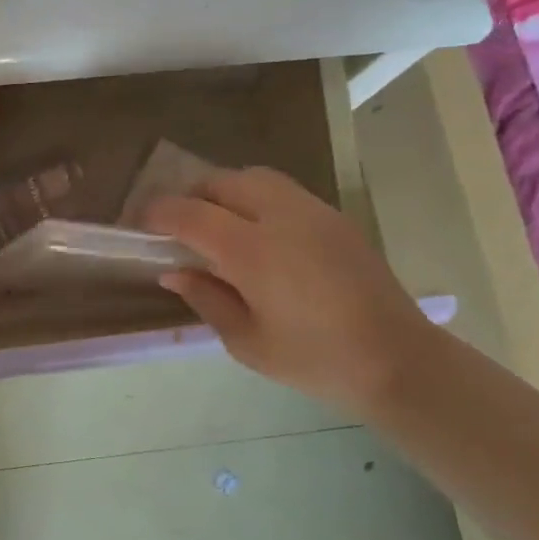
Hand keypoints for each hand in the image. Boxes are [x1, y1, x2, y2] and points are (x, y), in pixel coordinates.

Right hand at [145, 167, 431, 412]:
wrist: (398, 362)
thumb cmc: (314, 360)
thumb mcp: (246, 342)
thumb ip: (205, 298)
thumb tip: (174, 270)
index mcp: (254, 252)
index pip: (191, 214)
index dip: (158, 214)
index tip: (140, 226)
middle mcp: (282, 217)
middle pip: (222, 182)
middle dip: (190, 197)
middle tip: (177, 227)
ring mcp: (313, 212)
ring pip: (254, 178)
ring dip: (224, 192)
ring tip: (216, 225)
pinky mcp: (334, 218)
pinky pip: (281, 191)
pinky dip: (254, 198)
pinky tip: (256, 234)